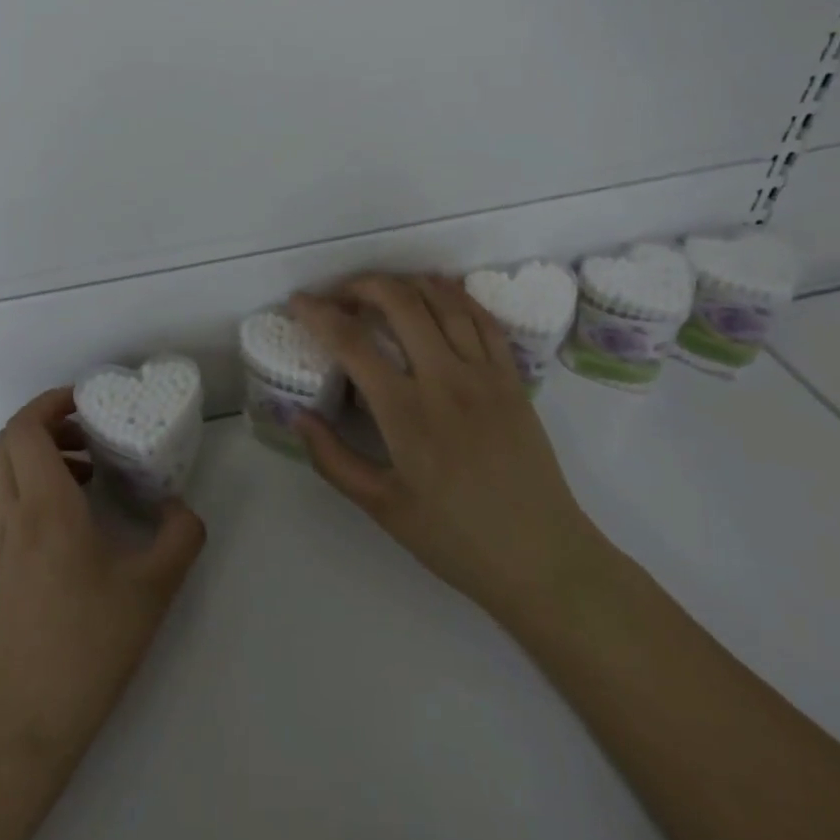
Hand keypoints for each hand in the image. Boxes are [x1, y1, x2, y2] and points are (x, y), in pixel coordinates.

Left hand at [0, 389, 207, 769]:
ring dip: (39, 455)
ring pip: (4, 472)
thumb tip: (180, 506)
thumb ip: (179, 536)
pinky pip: (6, 502)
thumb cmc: (87, 649)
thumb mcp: (153, 590)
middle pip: (8, 442)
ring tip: (89, 470)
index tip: (87, 401)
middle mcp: (12, 516)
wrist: (19, 727)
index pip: (24, 430)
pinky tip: (74, 517)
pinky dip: (33, 486)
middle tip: (90, 430)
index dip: (50, 402)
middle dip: (46, 422)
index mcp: (45, 508)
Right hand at [290, 275, 603, 631]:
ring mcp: (484, 374)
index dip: (319, 314)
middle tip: (339, 294)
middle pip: (400, 302)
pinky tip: (436, 293)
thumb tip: (298, 416)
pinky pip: (482, 319)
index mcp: (406, 413)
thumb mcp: (382, 507)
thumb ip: (333, 459)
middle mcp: (445, 380)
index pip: (352, 343)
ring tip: (380, 288)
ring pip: (443, 301)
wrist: (542, 557)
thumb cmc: (455, 538)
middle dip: (361, 285)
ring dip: (405, 282)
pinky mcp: (512, 378)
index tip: (298, 301)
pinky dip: (454, 295)